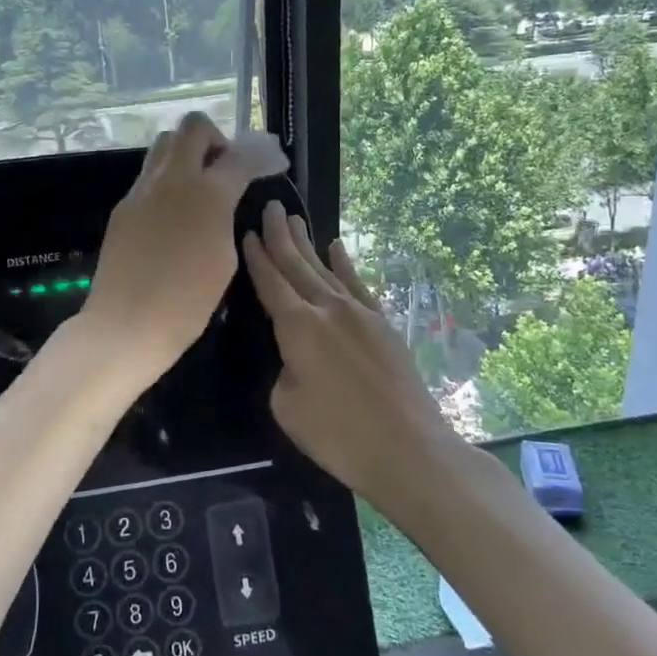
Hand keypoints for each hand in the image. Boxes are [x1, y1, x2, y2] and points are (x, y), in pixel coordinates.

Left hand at [82, 113, 283, 381]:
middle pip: (193, 127)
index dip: (262, 156)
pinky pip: (148, 175)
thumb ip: (226, 218)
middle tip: (224, 168)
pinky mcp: (123, 206)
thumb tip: (224, 202)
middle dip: (216, 139)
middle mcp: (173, 179)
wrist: (127, 324)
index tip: (273, 163)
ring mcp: (142, 190)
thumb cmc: (188, 302)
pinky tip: (174, 211)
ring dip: (187, 152)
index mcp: (207, 193)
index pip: (240, 156)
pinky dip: (167, 178)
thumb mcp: (225, 259)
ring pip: (164, 144)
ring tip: (198, 186)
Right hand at [241, 200, 457, 503]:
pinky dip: (345, 264)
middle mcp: (327, 308)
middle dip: (280, 236)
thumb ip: (283, 369)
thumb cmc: (338, 435)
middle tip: (271, 207)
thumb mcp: (286, 406)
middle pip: (297, 265)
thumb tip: (294, 356)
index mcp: (297, 326)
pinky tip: (337, 248)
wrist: (409, 448)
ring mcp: (359, 313)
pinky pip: (358, 284)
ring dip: (307, 244)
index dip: (256, 257)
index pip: (270, 282)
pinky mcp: (382, 324)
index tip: (247, 232)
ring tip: (295, 219)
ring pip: (325, 270)